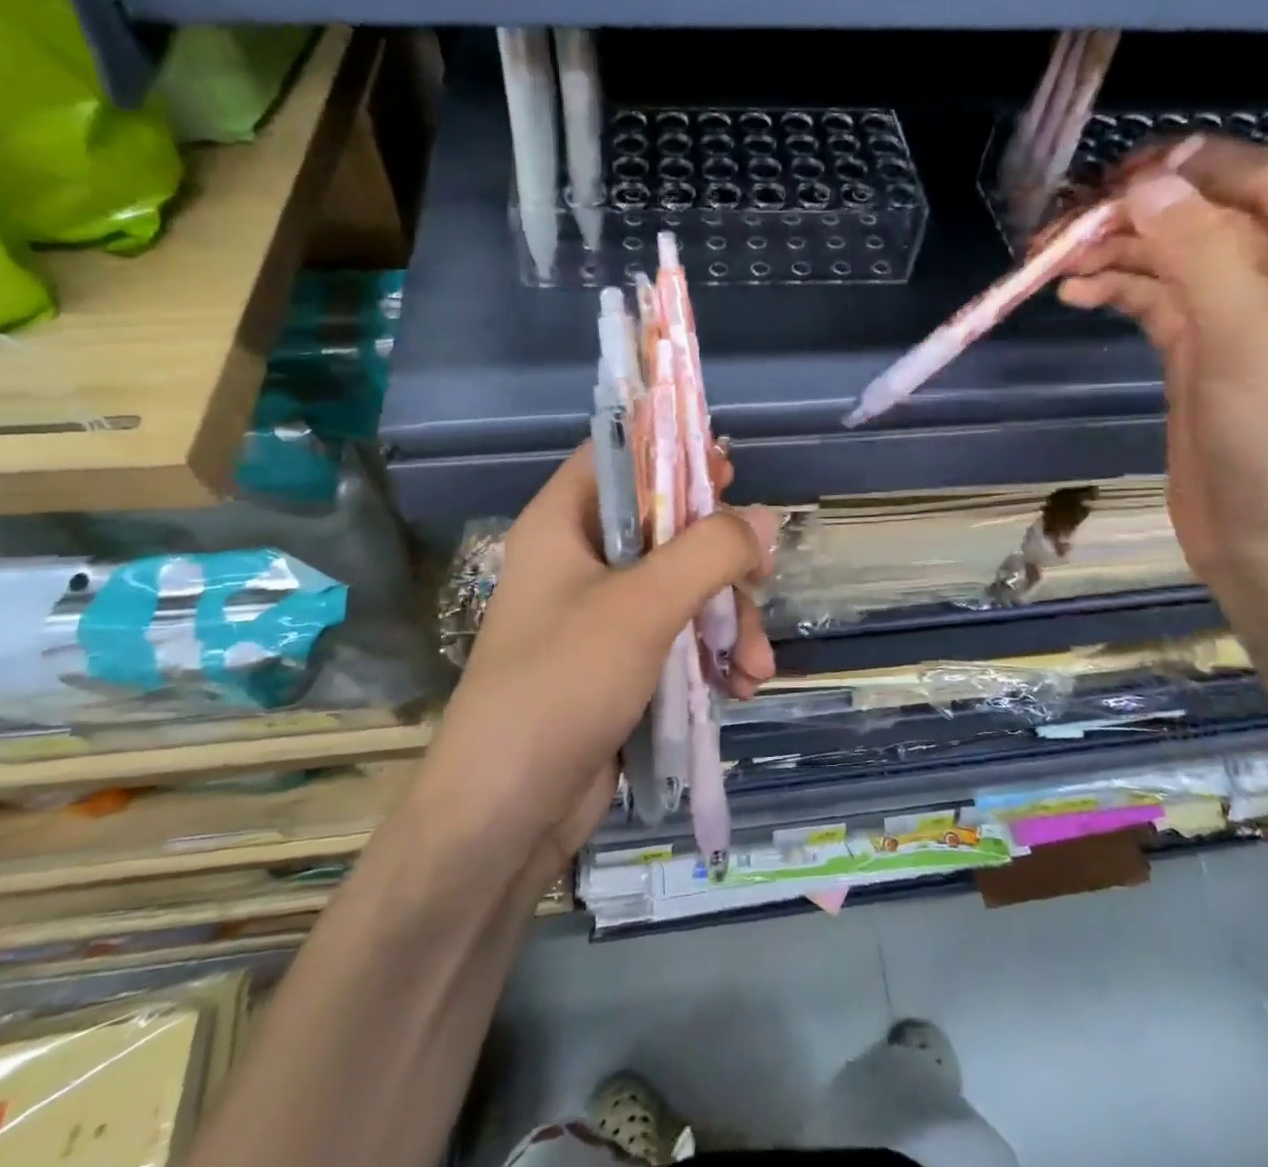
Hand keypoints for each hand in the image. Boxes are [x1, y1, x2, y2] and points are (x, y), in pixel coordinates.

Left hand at [422, 447, 776, 879]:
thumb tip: (762, 519)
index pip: (619, 457)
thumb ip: (708, 552)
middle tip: (761, 576)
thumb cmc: (561, 685)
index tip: (729, 469)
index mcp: (564, 524)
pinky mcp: (620, 664)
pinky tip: (739, 687)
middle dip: (722, 560)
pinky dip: (711, 656)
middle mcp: (580, 560)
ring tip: (754, 666)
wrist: (505, 815)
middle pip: (666, 526)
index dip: (671, 451)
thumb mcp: (642, 606)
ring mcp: (601, 616)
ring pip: (683, 587)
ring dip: (727, 621)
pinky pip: (678, 637)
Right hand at [1057, 138, 1267, 615]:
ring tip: (1054, 261)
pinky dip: (1120, 295)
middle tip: (1070, 219)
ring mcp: (1247, 326)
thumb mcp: (1248, 331)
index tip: (1130, 168)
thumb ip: (1197, 248)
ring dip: (1120, 257)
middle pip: (1216, 223)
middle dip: (1144, 217)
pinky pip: (1159, 308)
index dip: (1208, 166)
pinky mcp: (1203, 362)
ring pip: (1178, 265)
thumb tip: (1146, 184)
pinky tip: (1076, 295)